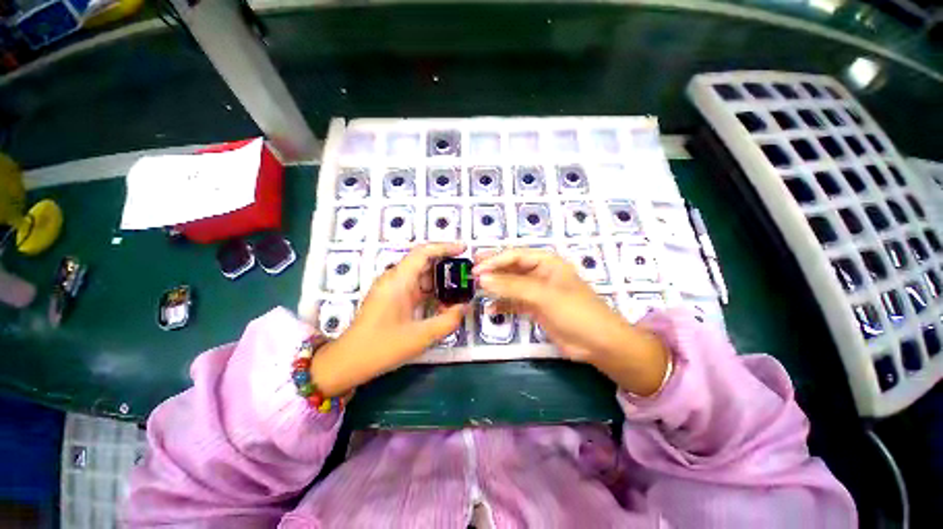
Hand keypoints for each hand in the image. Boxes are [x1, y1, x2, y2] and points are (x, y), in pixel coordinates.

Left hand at [311, 243, 468, 395]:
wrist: (349, 362)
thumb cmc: (383, 347)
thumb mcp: (421, 336)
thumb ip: (448, 321)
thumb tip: (466, 307)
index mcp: (398, 280)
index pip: (423, 252)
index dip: (445, 247)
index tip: (464, 249)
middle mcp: (394, 279)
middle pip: (423, 262)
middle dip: (446, 265)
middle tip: (466, 273)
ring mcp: (392, 288)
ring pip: (420, 275)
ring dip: (439, 281)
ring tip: (460, 288)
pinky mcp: (392, 298)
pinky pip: (415, 287)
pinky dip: (431, 291)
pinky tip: (443, 302)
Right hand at [474, 248, 669, 395]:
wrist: (598, 344)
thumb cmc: (575, 312)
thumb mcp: (543, 295)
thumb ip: (512, 286)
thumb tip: (482, 279)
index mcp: (546, 262)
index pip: (515, 255)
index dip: (494, 260)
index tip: (476, 269)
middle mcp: (540, 273)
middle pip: (511, 268)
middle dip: (492, 271)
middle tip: (471, 274)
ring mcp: (537, 291)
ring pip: (511, 285)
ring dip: (496, 288)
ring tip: (476, 291)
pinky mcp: (536, 307)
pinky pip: (515, 302)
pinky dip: (503, 305)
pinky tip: (491, 310)